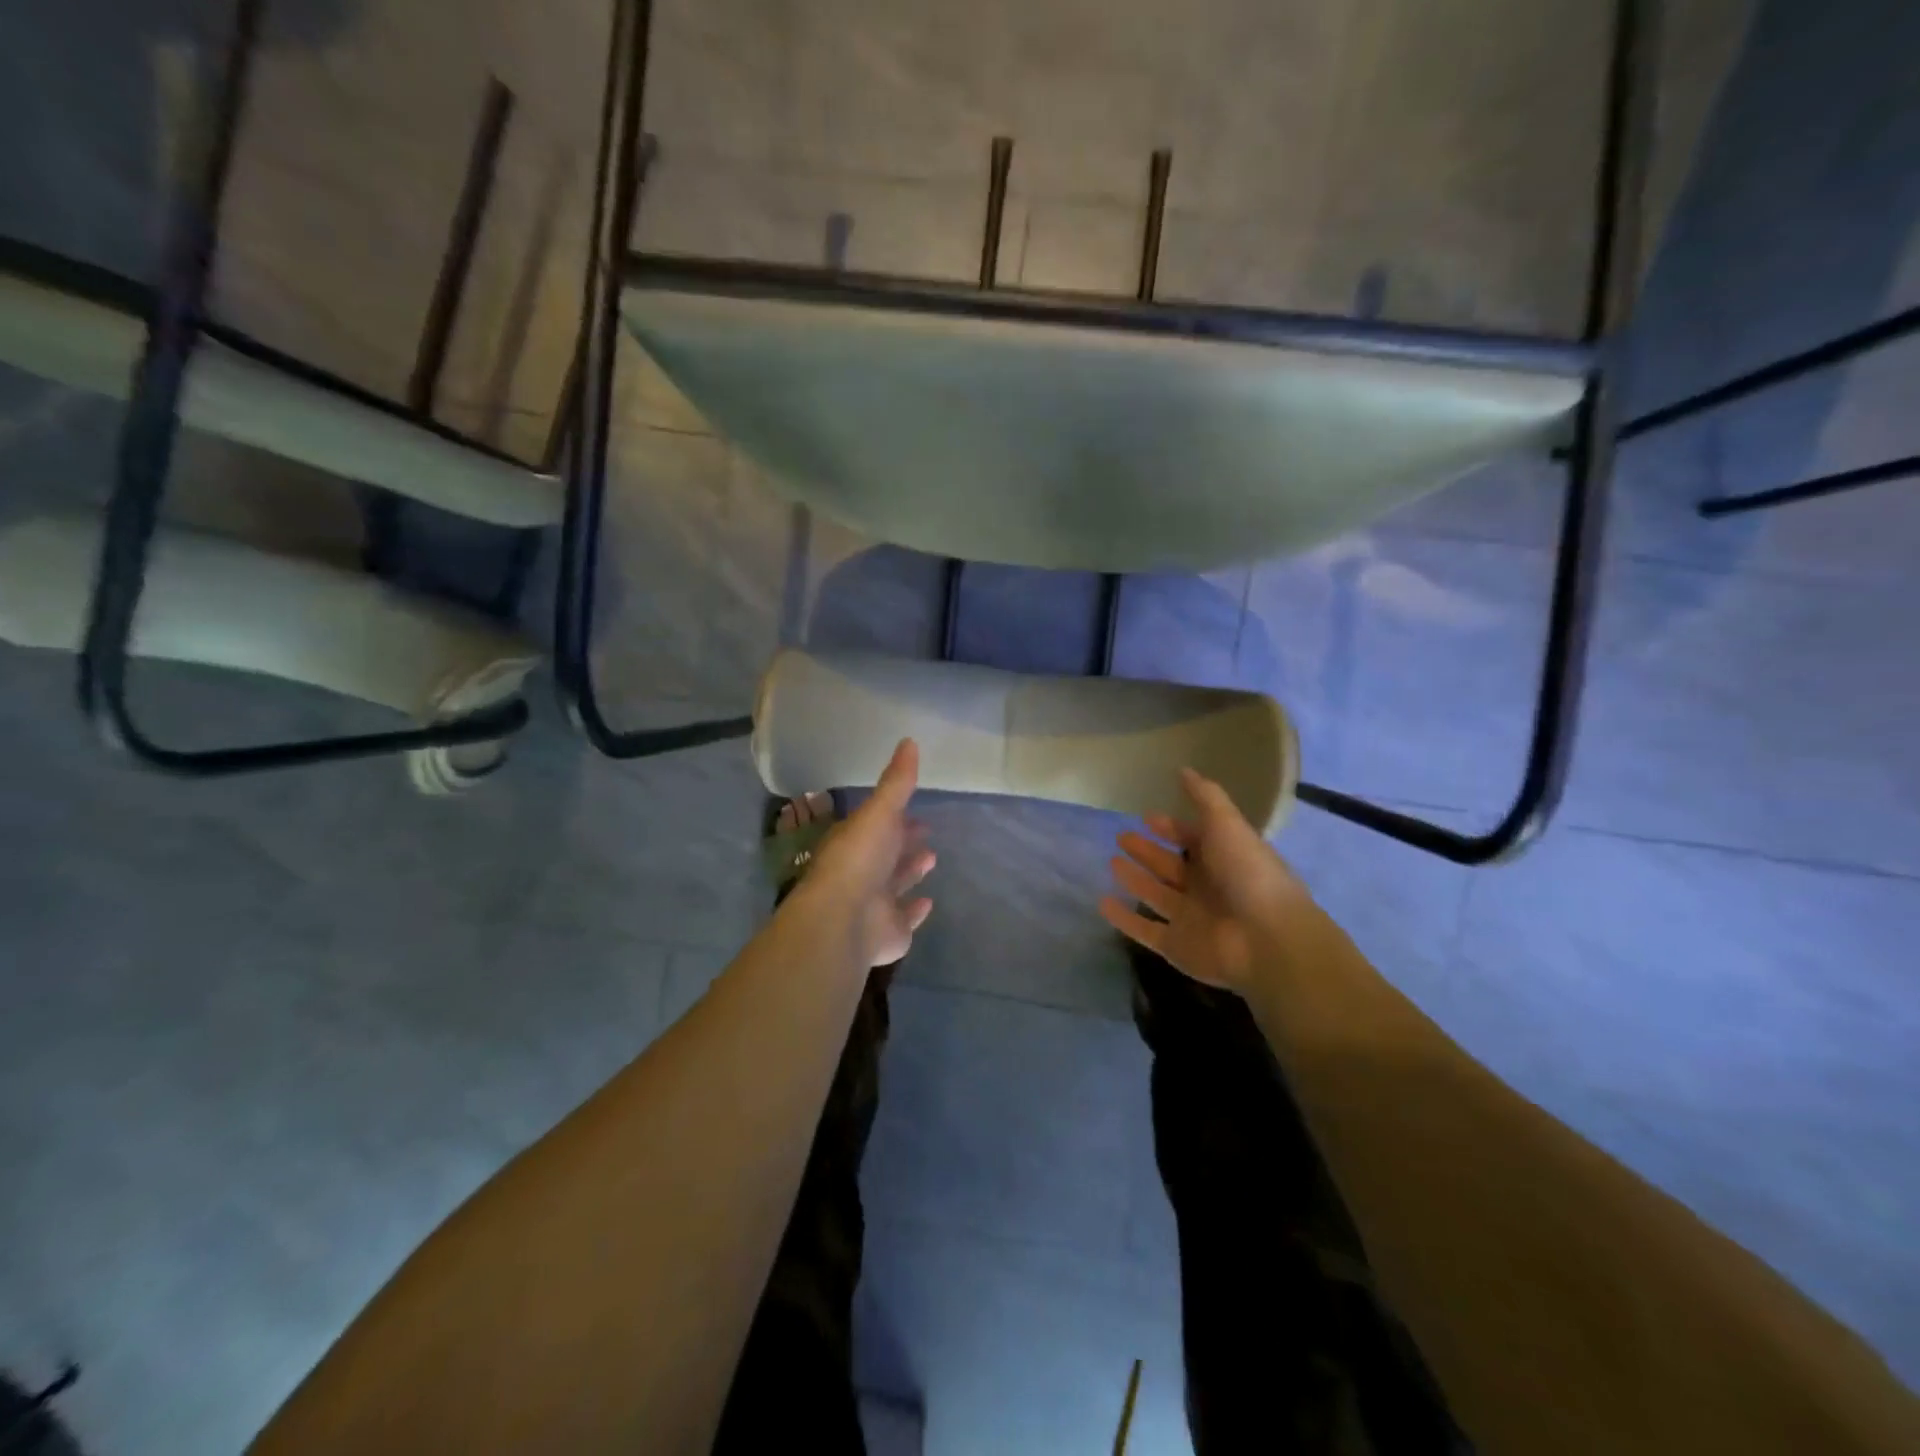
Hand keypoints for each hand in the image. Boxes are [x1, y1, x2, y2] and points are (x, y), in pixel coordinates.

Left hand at [797, 738, 935, 968]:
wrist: (844, 919)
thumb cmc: (859, 859)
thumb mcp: (879, 811)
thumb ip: (896, 781)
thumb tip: (909, 740)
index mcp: (854, 842)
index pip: (877, 826)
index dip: (896, 818)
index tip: (915, 812)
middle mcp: (862, 872)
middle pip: (886, 854)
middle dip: (904, 843)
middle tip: (926, 832)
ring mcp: (874, 903)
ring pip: (895, 884)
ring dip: (910, 871)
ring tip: (932, 858)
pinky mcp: (889, 931)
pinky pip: (905, 917)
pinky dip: (915, 910)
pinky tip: (928, 902)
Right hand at [1101, 767, 1315, 993]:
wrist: (1266, 940)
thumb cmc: (1248, 875)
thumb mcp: (1227, 825)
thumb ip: (1205, 797)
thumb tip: (1183, 770)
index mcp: (1224, 859)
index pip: (1193, 840)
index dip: (1172, 828)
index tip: (1146, 817)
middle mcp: (1207, 889)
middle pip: (1171, 866)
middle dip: (1147, 851)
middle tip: (1121, 836)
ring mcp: (1191, 919)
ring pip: (1156, 895)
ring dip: (1135, 879)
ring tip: (1111, 861)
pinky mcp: (1176, 947)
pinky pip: (1144, 930)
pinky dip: (1123, 918)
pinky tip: (1102, 902)